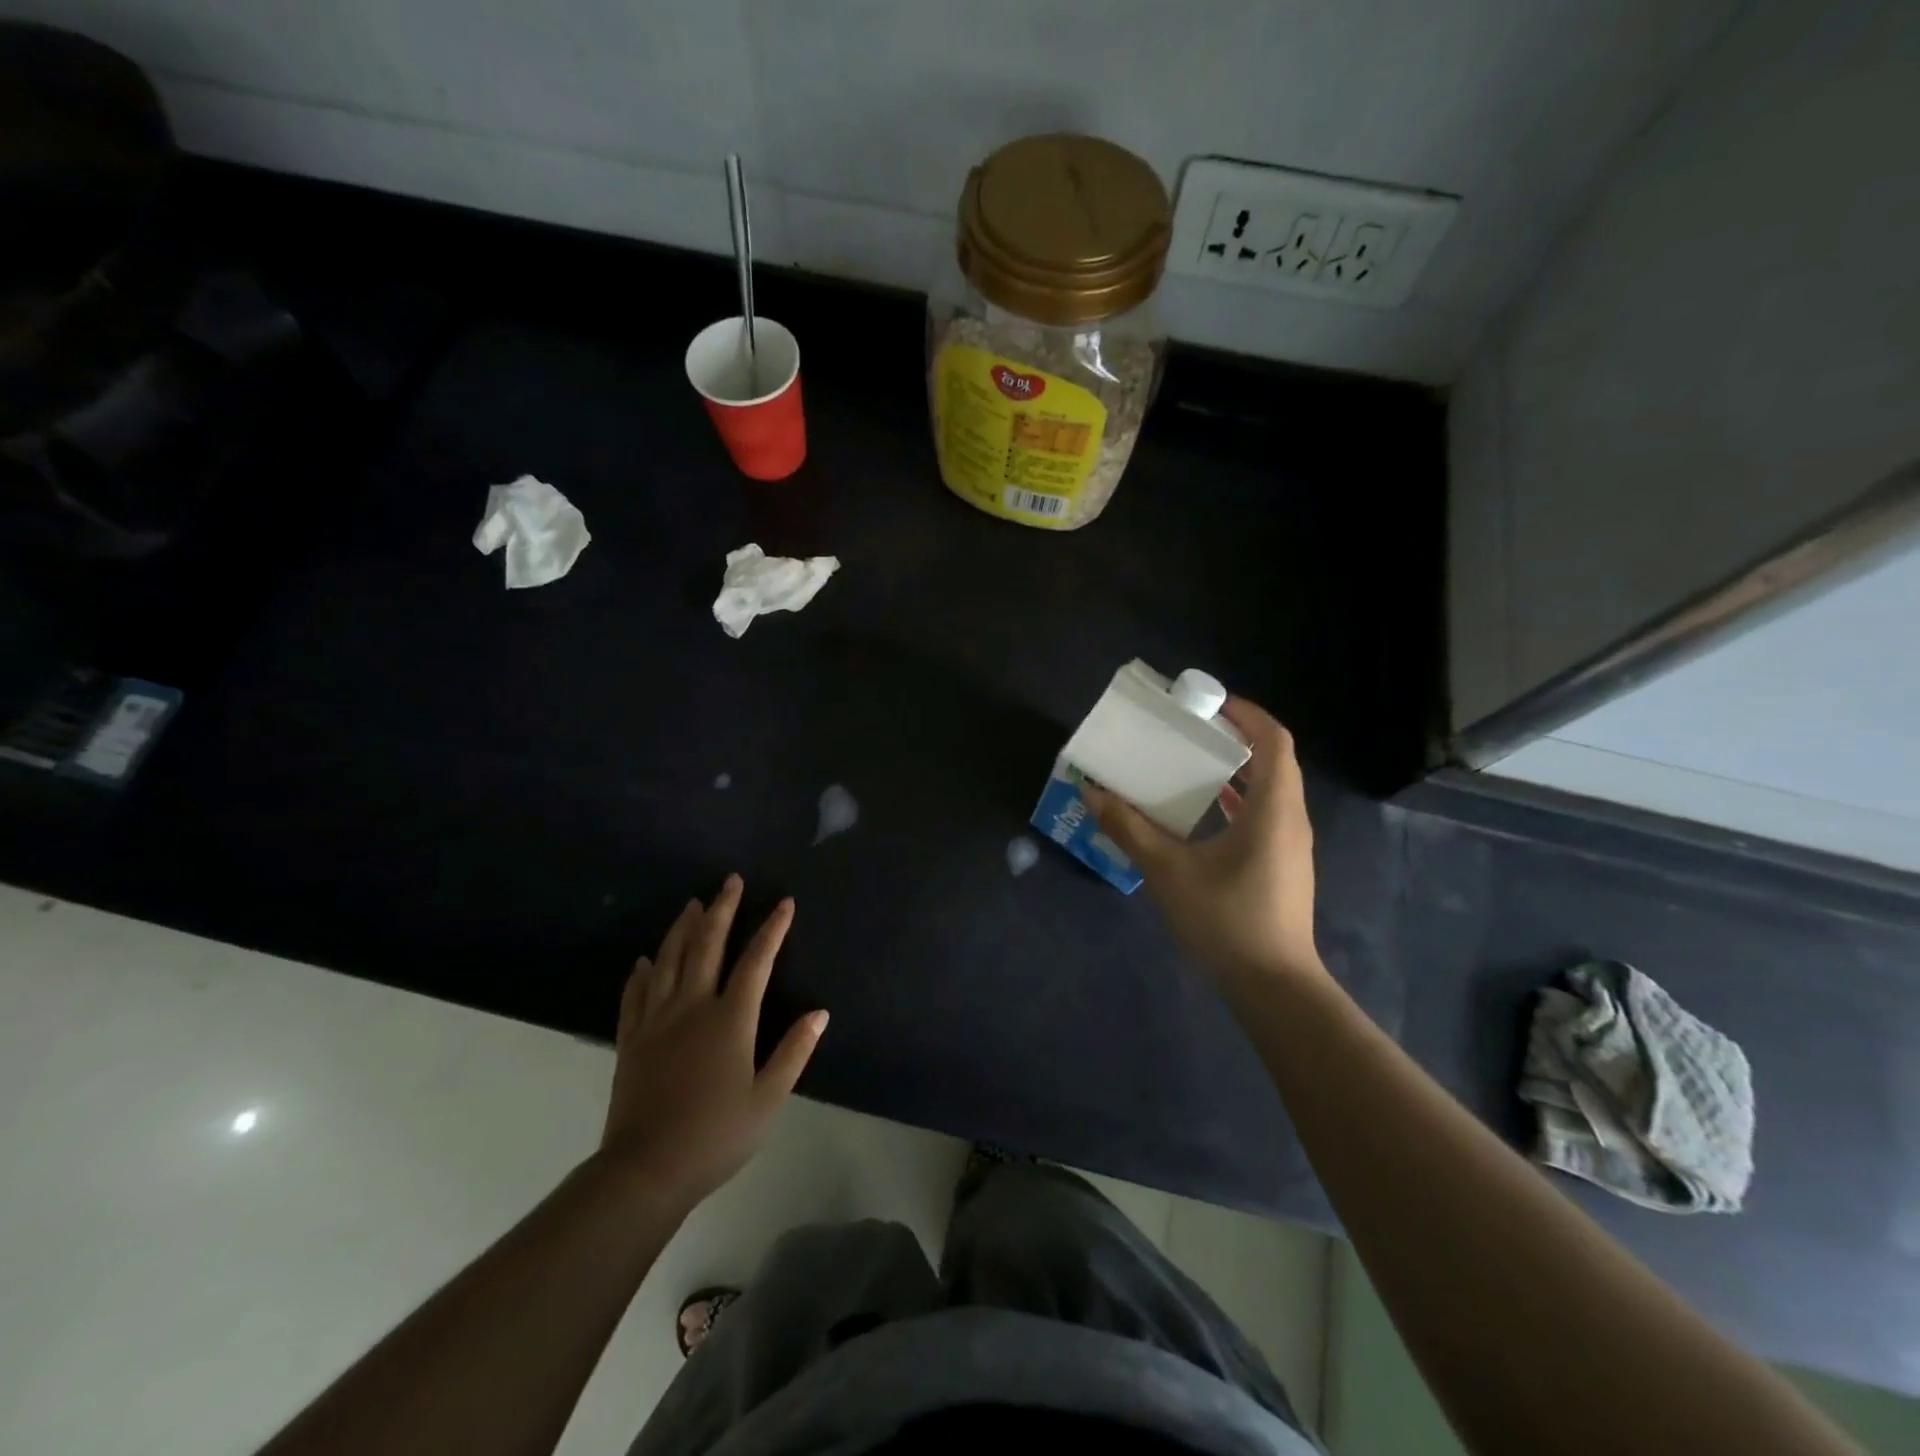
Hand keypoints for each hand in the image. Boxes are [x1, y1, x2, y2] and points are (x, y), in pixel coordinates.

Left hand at [600, 875, 827, 1211]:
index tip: (784, 903)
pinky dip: (642, 972)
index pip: (756, 961)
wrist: (646, 1171)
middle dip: (722, 909)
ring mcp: (656, 1020)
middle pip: (707, 945)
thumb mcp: (768, 1099)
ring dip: (682, 928)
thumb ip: (794, 1052)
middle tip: (730, 881)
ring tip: (692, 904)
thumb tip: (820, 1012)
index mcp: (730, 1019)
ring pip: (669, 960)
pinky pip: (635, 995)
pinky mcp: (631, 1039)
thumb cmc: (716, 1136)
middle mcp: (692, 1007)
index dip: (772, 929)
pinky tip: (645, 960)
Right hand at [1084, 697, 1322, 989]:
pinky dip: (1236, 801)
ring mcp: (1290, 846)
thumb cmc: (1226, 921)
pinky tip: (1201, 814)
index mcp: (1273, 809)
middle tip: (1190, 731)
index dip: (1247, 715)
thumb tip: (1092, 792)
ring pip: (1269, 790)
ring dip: (1235, 771)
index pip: (1275, 741)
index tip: (1209, 703)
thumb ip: (1129, 829)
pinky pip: (1263, 816)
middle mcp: (1290, 819)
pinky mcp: (1282, 867)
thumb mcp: (1168, 871)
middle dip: (1235, 739)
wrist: (1273, 987)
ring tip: (1190, 764)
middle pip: (1273, 761)